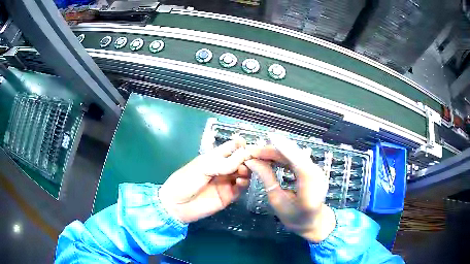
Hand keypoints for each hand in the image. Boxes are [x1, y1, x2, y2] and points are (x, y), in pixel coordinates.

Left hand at [159, 138, 251, 222]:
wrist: (176, 205)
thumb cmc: (185, 181)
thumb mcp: (202, 167)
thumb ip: (223, 163)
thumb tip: (244, 154)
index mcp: (214, 158)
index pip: (230, 148)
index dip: (240, 145)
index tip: (247, 145)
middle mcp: (223, 169)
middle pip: (240, 161)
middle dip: (247, 159)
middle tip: (250, 160)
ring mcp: (226, 182)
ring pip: (243, 173)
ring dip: (246, 170)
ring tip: (243, 171)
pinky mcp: (228, 196)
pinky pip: (241, 188)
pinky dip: (244, 183)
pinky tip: (240, 182)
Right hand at [245, 134, 335, 241]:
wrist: (312, 222)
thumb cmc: (294, 217)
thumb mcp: (277, 201)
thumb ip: (267, 178)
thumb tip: (252, 162)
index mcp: (310, 187)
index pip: (297, 162)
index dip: (284, 148)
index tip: (267, 139)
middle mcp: (316, 174)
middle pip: (295, 155)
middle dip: (274, 150)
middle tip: (253, 151)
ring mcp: (316, 170)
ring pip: (295, 154)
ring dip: (277, 152)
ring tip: (258, 153)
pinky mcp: (312, 169)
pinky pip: (297, 159)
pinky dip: (283, 156)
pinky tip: (271, 158)